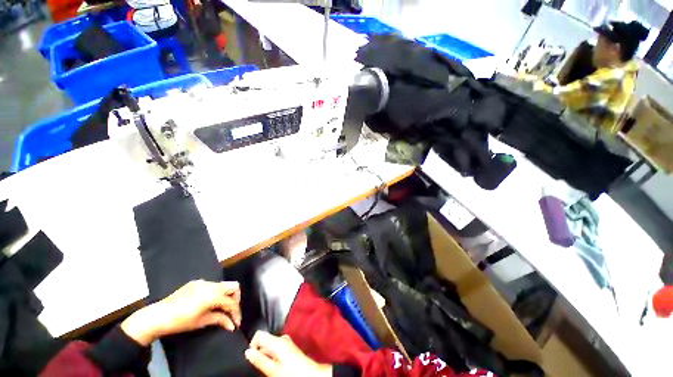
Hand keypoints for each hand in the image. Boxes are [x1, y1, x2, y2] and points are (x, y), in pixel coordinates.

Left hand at [121, 280, 241, 345]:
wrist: (157, 316)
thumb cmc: (180, 322)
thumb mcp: (201, 322)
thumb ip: (220, 320)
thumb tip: (232, 325)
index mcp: (212, 295)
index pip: (231, 302)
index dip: (236, 313)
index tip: (236, 323)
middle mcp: (211, 284)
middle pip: (233, 286)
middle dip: (235, 299)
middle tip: (231, 311)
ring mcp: (203, 281)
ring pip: (223, 285)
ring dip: (225, 296)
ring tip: (221, 308)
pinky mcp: (196, 282)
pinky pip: (212, 285)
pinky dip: (215, 293)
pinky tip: (208, 303)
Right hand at [244, 331, 331, 376]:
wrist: (309, 374)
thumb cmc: (291, 372)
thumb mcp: (272, 370)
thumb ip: (259, 360)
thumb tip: (247, 352)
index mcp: (277, 340)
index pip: (259, 334)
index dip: (252, 345)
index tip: (252, 357)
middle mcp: (282, 338)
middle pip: (264, 340)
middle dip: (259, 352)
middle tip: (262, 366)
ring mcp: (286, 341)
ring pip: (270, 345)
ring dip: (266, 355)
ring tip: (269, 367)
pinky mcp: (289, 346)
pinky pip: (276, 347)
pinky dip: (272, 355)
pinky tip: (276, 365)